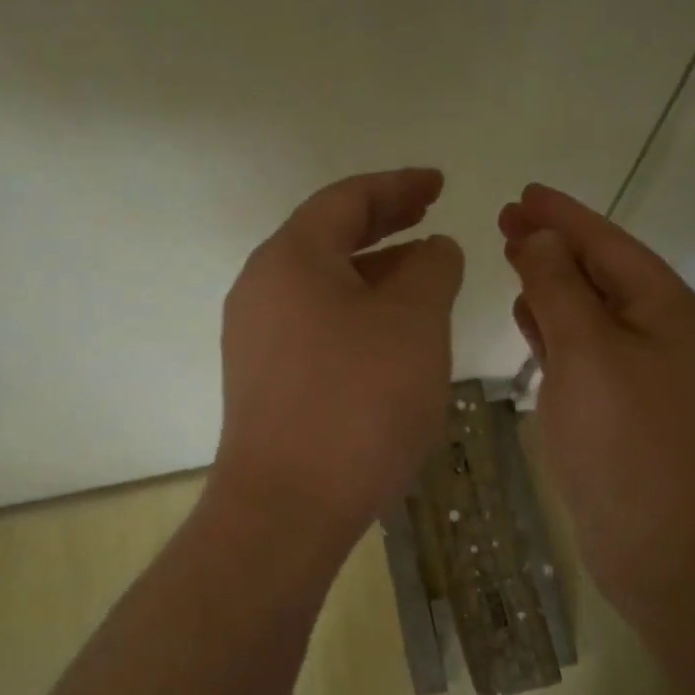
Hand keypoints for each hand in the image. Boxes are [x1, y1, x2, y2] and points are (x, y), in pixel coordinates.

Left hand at [215, 168, 464, 542]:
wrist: (285, 509)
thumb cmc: (357, 402)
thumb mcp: (413, 322)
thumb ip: (431, 269)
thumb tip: (433, 249)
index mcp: (291, 258)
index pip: (347, 200)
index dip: (398, 186)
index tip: (439, 185)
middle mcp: (262, 288)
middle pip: (328, 238)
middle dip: (384, 224)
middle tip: (430, 217)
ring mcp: (255, 337)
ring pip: (322, 285)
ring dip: (373, 273)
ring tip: (421, 277)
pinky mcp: (262, 380)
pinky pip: (314, 325)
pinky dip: (355, 313)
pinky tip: (388, 336)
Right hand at [499, 184, 694, 623]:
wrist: (669, 554)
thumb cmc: (627, 446)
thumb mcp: (588, 355)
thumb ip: (560, 290)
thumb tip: (541, 238)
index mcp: (668, 311)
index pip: (609, 244)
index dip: (564, 215)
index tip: (523, 192)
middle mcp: (666, 336)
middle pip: (603, 274)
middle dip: (555, 246)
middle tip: (506, 222)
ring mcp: (649, 378)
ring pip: (594, 314)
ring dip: (556, 286)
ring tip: (516, 260)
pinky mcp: (628, 412)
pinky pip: (589, 353)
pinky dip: (560, 332)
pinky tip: (532, 323)